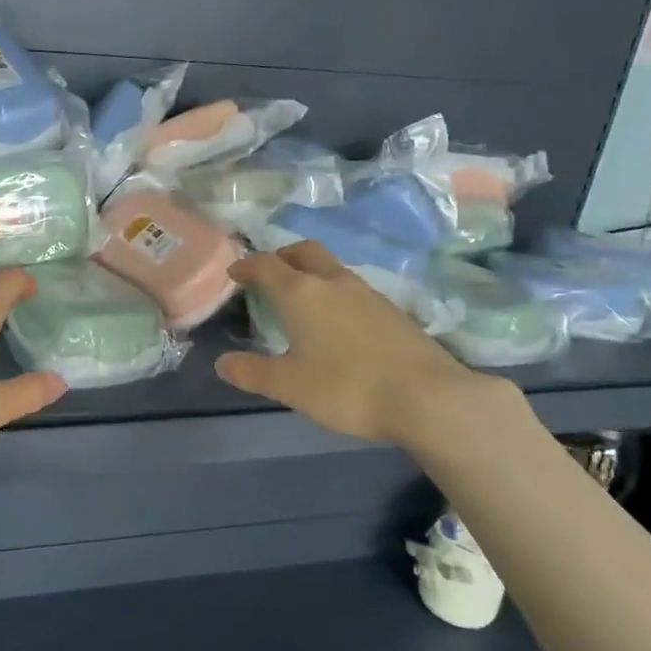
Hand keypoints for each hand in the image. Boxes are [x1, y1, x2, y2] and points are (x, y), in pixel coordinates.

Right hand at [215, 242, 518, 449]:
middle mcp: (333, 282)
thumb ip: (253, 372)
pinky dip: (333, 292)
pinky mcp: (391, 309)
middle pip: (303, 252)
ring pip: (331, 268)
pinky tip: (336, 322)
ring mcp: (367, 293)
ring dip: (310, 273)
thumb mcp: (290, 387)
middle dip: (281, 257)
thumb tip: (222, 363)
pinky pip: (351, 287)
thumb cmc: (348, 388)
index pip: (267, 265)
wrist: (428, 398)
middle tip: (268, 276)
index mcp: (301, 293)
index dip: (246, 266)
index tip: (234, 275)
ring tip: (300, 300)